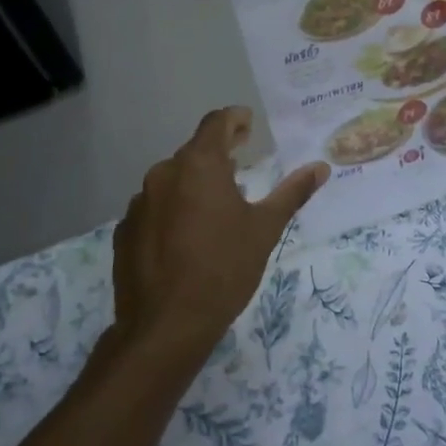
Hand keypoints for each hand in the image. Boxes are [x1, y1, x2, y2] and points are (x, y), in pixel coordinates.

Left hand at [111, 109, 328, 356]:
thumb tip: (321, 167)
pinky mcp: (125, 232)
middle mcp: (163, 174)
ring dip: (194, 184)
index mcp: (199, 165)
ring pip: (172, 181)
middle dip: (219, 154)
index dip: (235, 119)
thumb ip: (292, 193)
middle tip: (242, 163)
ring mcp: (139, 204)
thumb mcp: (265, 229)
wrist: (165, 326)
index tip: (249, 124)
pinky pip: (154, 209)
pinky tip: (186, 238)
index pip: (216, 123)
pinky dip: (173, 211)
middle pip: (193, 152)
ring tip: (217, 206)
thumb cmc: (223, 269)